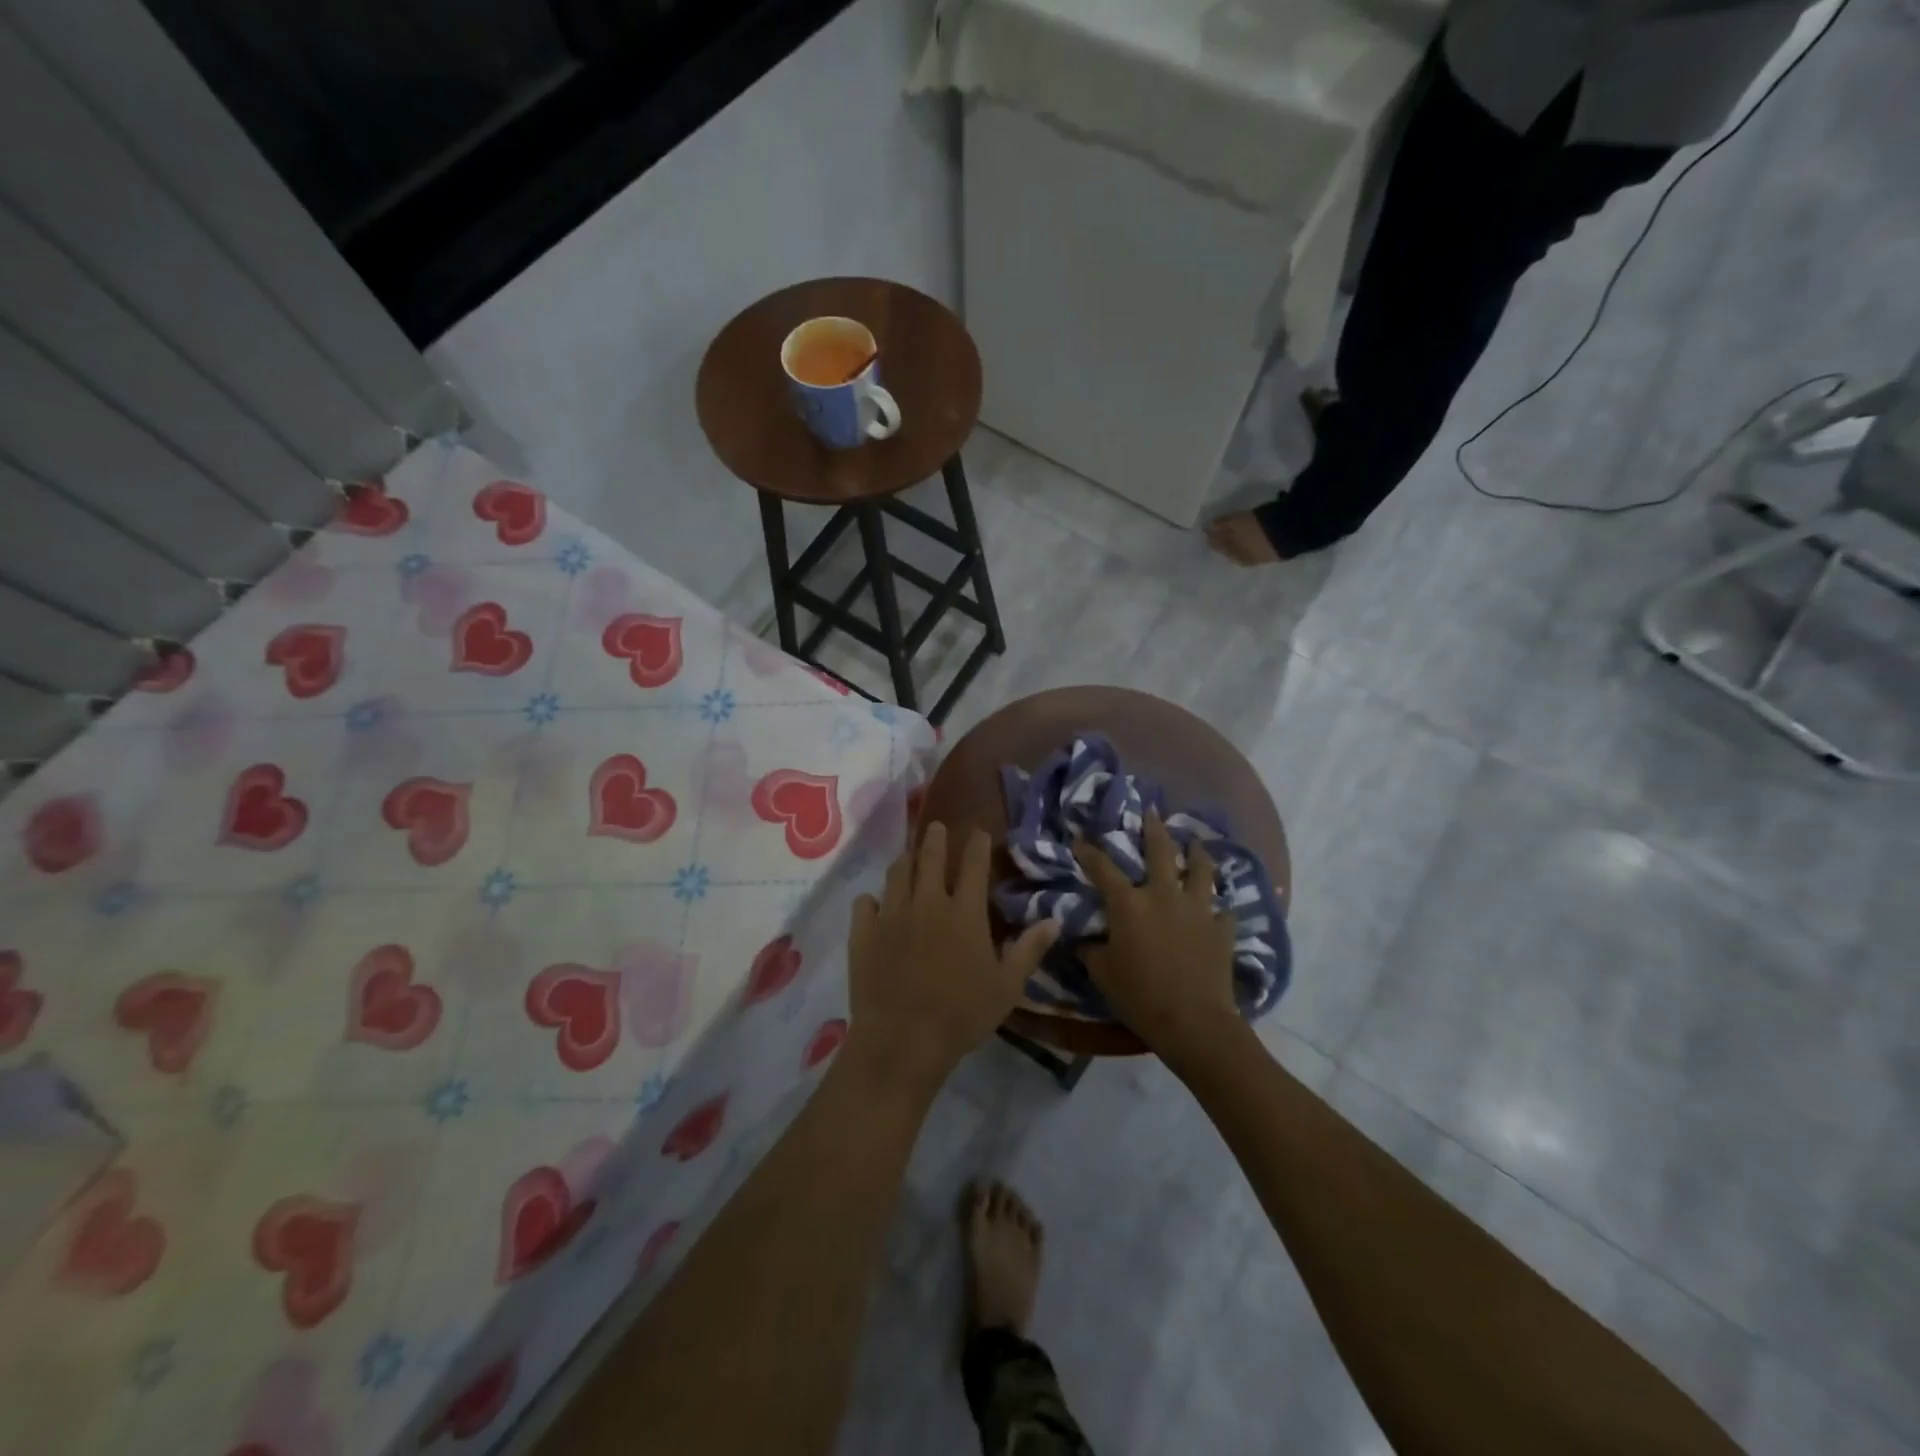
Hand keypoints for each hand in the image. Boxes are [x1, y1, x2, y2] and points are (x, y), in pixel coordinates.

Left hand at [847, 822, 1057, 1098]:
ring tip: (908, 857)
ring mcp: (890, 915)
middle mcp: (926, 902)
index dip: (976, 844)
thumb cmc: (962, 1015)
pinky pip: (864, 903)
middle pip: (929, 857)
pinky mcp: (863, 933)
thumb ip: (1028, 950)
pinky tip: (875, 904)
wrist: (902, 1041)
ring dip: (905, 861)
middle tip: (936, 827)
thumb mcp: (1006, 987)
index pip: (972, 864)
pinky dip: (872, 900)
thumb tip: (1055, 920)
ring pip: (896, 874)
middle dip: (935, 838)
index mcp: (963, 912)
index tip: (978, 831)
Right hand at [1073, 810, 1240, 1068]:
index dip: (1089, 852)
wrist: (1193, 1021)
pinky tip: (1218, 907)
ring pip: (1201, 869)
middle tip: (1152, 812)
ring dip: (1197, 852)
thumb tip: (1082, 940)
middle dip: (1154, 828)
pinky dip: (1219, 906)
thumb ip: (1091, 949)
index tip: (1080, 839)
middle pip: (1161, 850)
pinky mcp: (1222, 928)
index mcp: (1129, 903)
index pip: (1103, 868)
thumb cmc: (1139, 995)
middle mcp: (1164, 895)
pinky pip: (1223, 909)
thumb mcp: (1102, 972)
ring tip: (1195, 842)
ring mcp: (1198, 909)